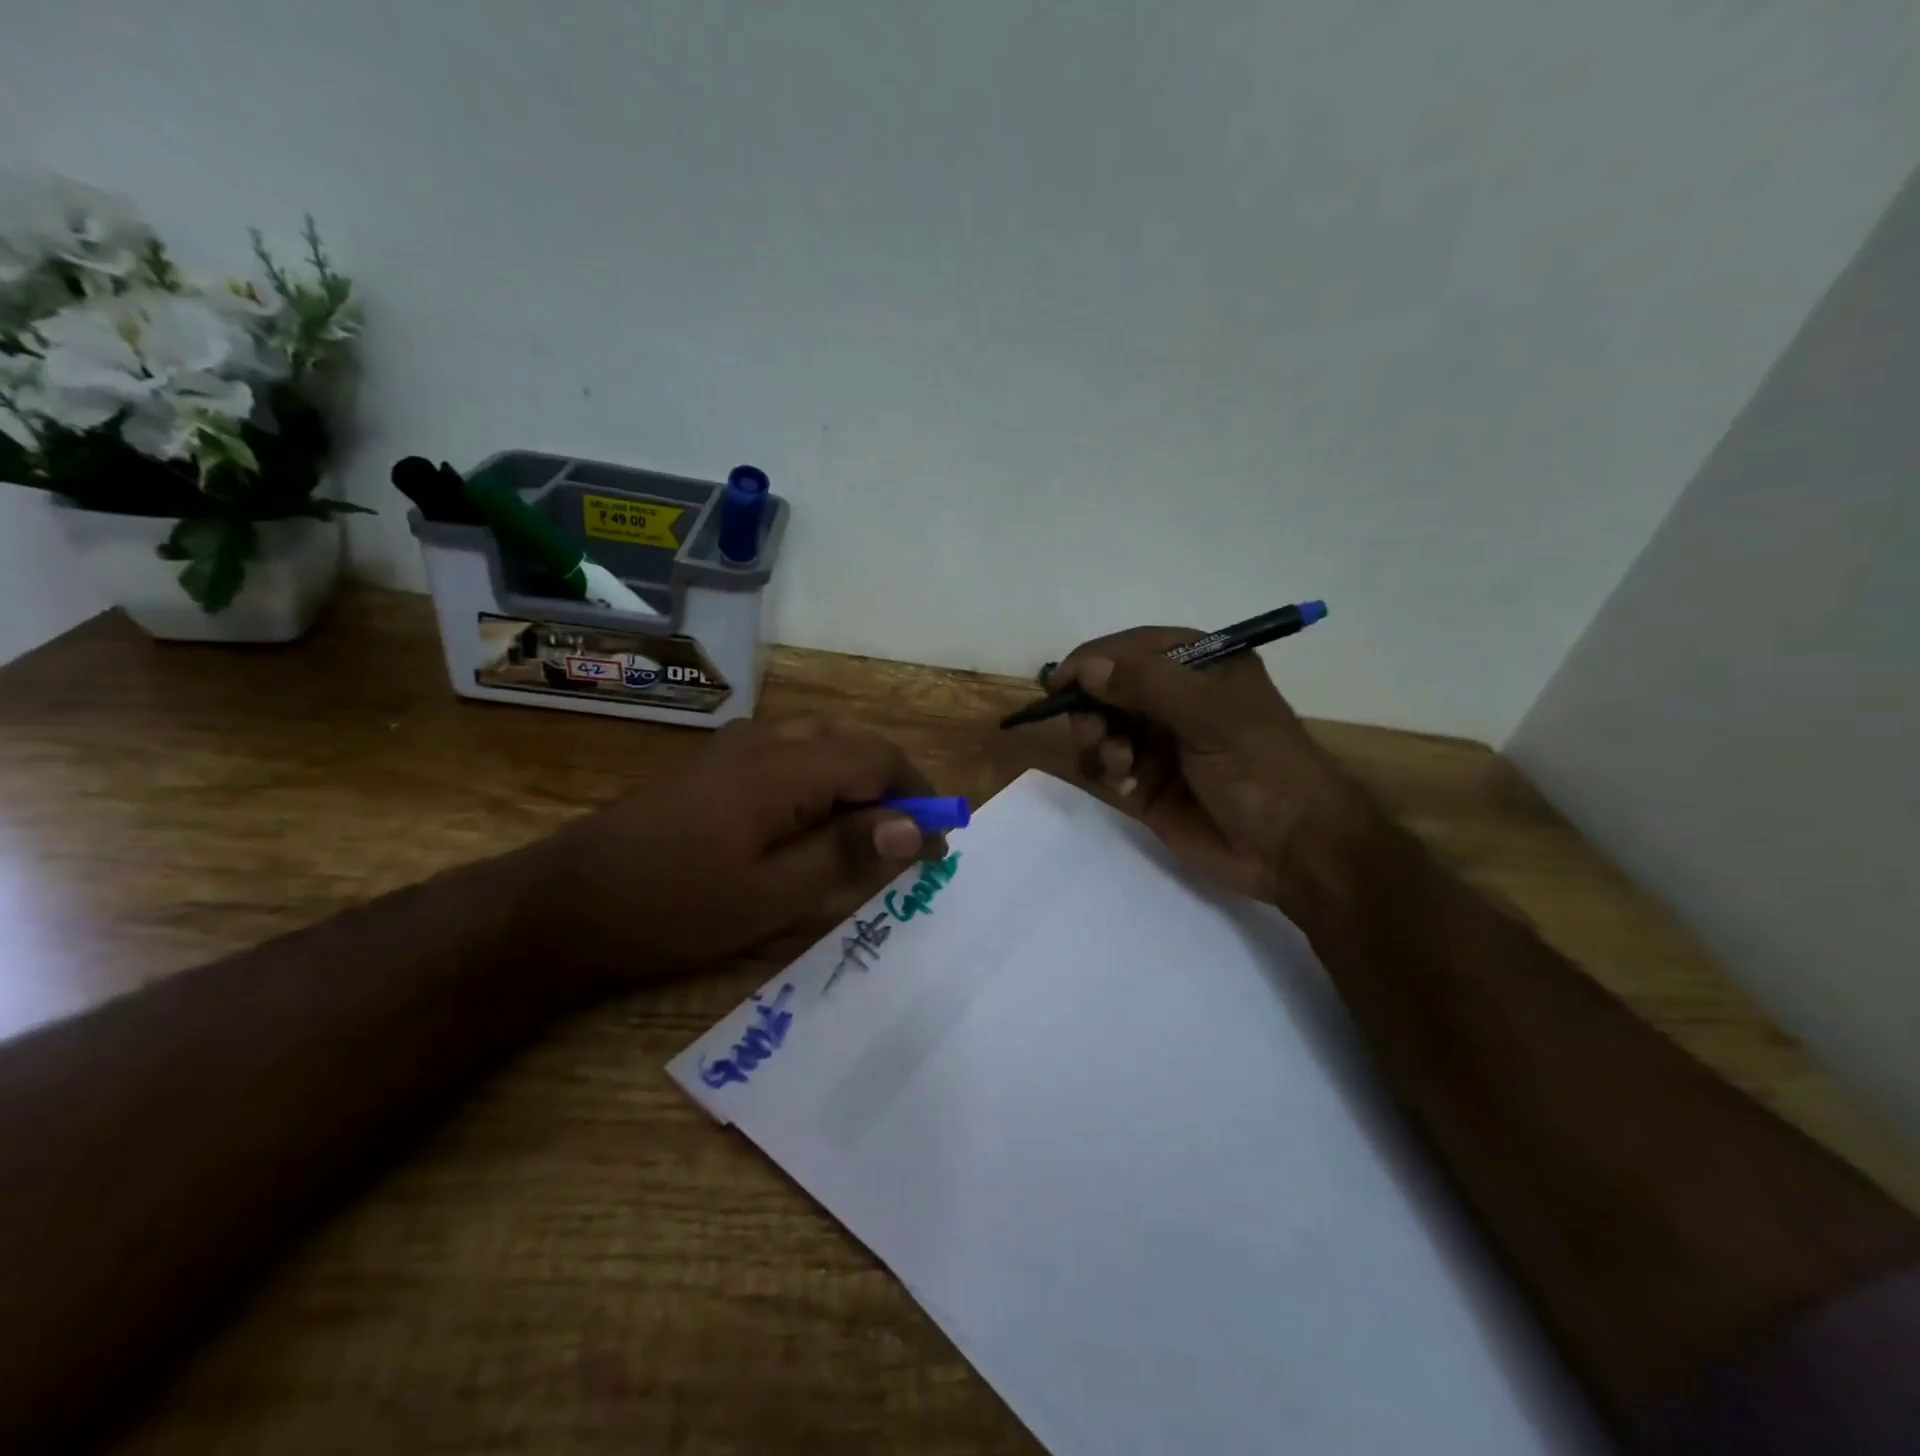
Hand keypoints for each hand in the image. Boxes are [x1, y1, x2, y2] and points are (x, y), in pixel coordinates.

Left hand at [533, 719, 946, 987]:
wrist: (566, 902)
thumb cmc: (676, 906)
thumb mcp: (774, 893)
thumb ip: (846, 850)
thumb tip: (911, 826)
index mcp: (786, 767)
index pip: (878, 759)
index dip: (919, 796)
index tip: (940, 841)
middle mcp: (766, 740)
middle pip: (852, 744)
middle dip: (892, 786)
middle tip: (909, 841)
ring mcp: (735, 747)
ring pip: (821, 745)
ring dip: (857, 782)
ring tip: (869, 835)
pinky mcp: (715, 764)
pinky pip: (789, 755)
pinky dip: (821, 782)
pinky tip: (813, 823)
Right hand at [1050, 628, 1378, 908]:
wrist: (1291, 850)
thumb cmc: (1261, 768)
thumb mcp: (1212, 716)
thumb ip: (1149, 685)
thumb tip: (1088, 670)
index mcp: (1201, 667)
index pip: (1134, 648)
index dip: (1095, 660)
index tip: (1060, 682)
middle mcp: (1177, 699)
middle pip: (1111, 687)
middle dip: (1094, 706)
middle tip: (1092, 731)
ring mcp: (1160, 741)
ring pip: (1103, 726)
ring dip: (1100, 741)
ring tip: (1119, 764)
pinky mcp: (1147, 782)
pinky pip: (1105, 764)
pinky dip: (1105, 769)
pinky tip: (1125, 785)